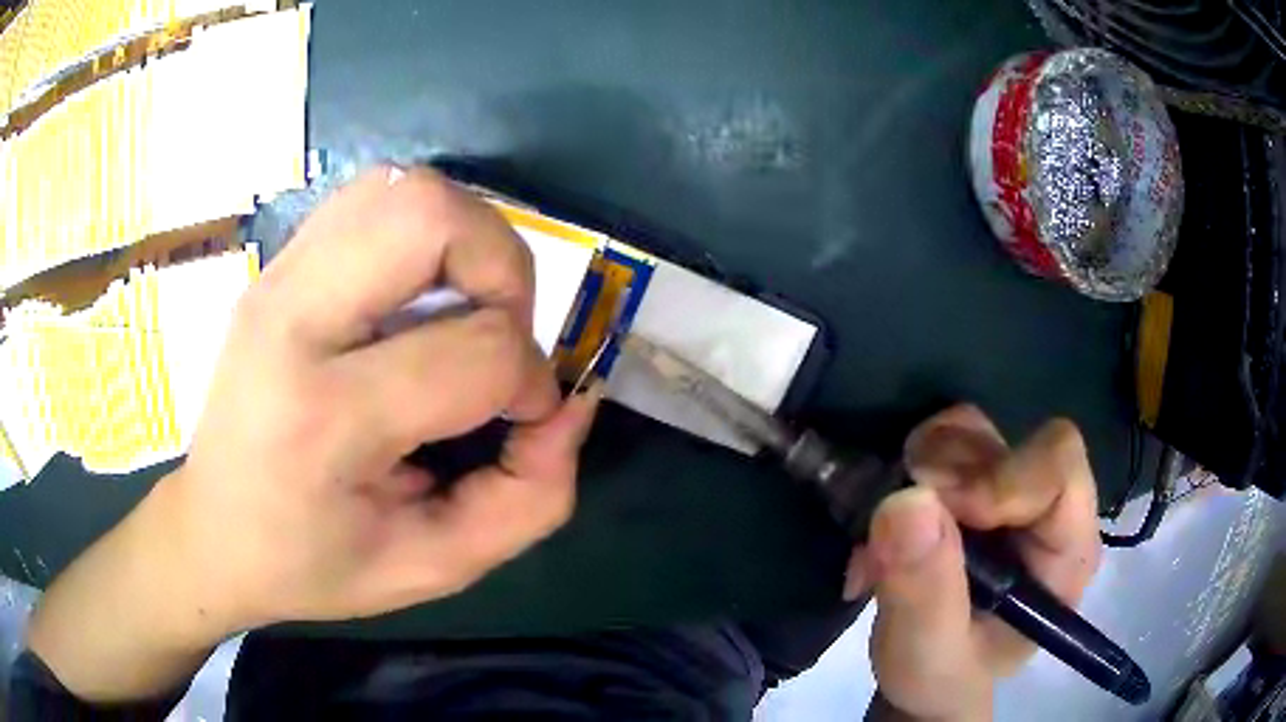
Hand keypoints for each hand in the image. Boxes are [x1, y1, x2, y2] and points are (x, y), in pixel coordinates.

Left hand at [29, 165, 599, 699]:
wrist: (212, 529)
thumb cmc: (314, 563)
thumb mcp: (434, 567)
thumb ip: (528, 499)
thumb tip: (569, 406)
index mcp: (323, 418)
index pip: (474, 350)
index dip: (530, 381)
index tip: (524, 418)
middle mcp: (291, 321)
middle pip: (428, 215)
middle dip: (502, 268)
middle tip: (498, 333)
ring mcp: (277, 277)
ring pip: (403, 188)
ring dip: (464, 240)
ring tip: (461, 310)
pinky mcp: (278, 263)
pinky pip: (373, 199)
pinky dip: (421, 231)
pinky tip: (417, 294)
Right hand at [850, 405, 1100, 721]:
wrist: (926, 674)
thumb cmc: (943, 676)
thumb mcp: (929, 655)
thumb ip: (924, 593)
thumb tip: (905, 501)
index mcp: (1066, 549)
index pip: (1059, 470)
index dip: (1000, 480)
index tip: (936, 514)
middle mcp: (1047, 506)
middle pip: (1009, 442)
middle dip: (945, 479)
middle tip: (894, 535)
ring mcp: (1010, 486)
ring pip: (970, 431)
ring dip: (918, 473)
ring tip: (886, 542)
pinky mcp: (975, 479)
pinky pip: (941, 439)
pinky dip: (904, 469)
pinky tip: (888, 524)